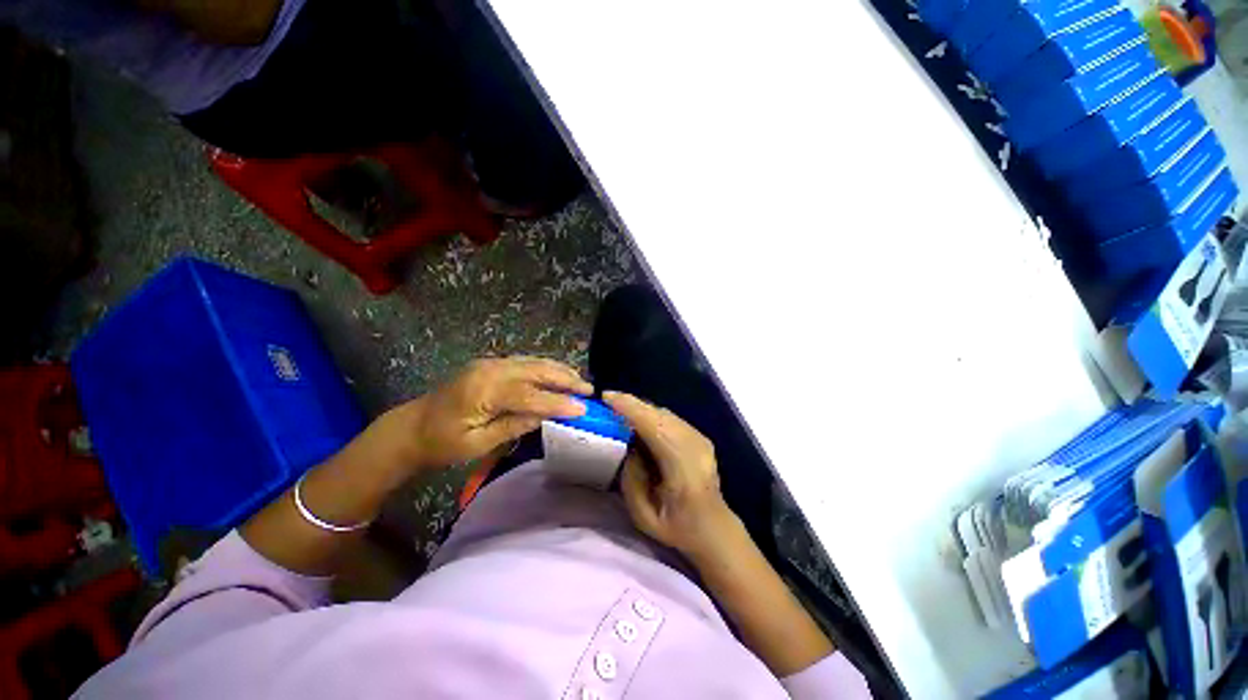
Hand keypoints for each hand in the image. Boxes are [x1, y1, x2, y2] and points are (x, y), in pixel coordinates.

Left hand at [381, 357, 591, 471]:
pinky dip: (546, 369)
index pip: (530, 395)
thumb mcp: (477, 443)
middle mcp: (490, 369)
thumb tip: (548, 415)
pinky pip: (526, 363)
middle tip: (589, 390)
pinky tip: (558, 376)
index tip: (583, 409)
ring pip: (534, 362)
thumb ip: (514, 425)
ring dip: (559, 371)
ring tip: (580, 382)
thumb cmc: (441, 443)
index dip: (558, 402)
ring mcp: (490, 363)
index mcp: (483, 390)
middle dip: (566, 379)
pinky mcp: (491, 364)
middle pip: (536, 370)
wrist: (410, 428)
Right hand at [606, 391, 740, 558]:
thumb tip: (629, 445)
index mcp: (683, 469)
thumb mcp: (643, 515)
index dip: (631, 409)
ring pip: (666, 413)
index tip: (607, 398)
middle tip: (608, 399)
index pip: (655, 428)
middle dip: (633, 403)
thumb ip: (632, 478)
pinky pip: (671, 418)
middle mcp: (695, 447)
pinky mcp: (700, 436)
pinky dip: (653, 414)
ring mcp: (701, 439)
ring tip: (620, 408)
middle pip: (660, 414)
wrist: (713, 527)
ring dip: (642, 408)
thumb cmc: (676, 527)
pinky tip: (640, 420)